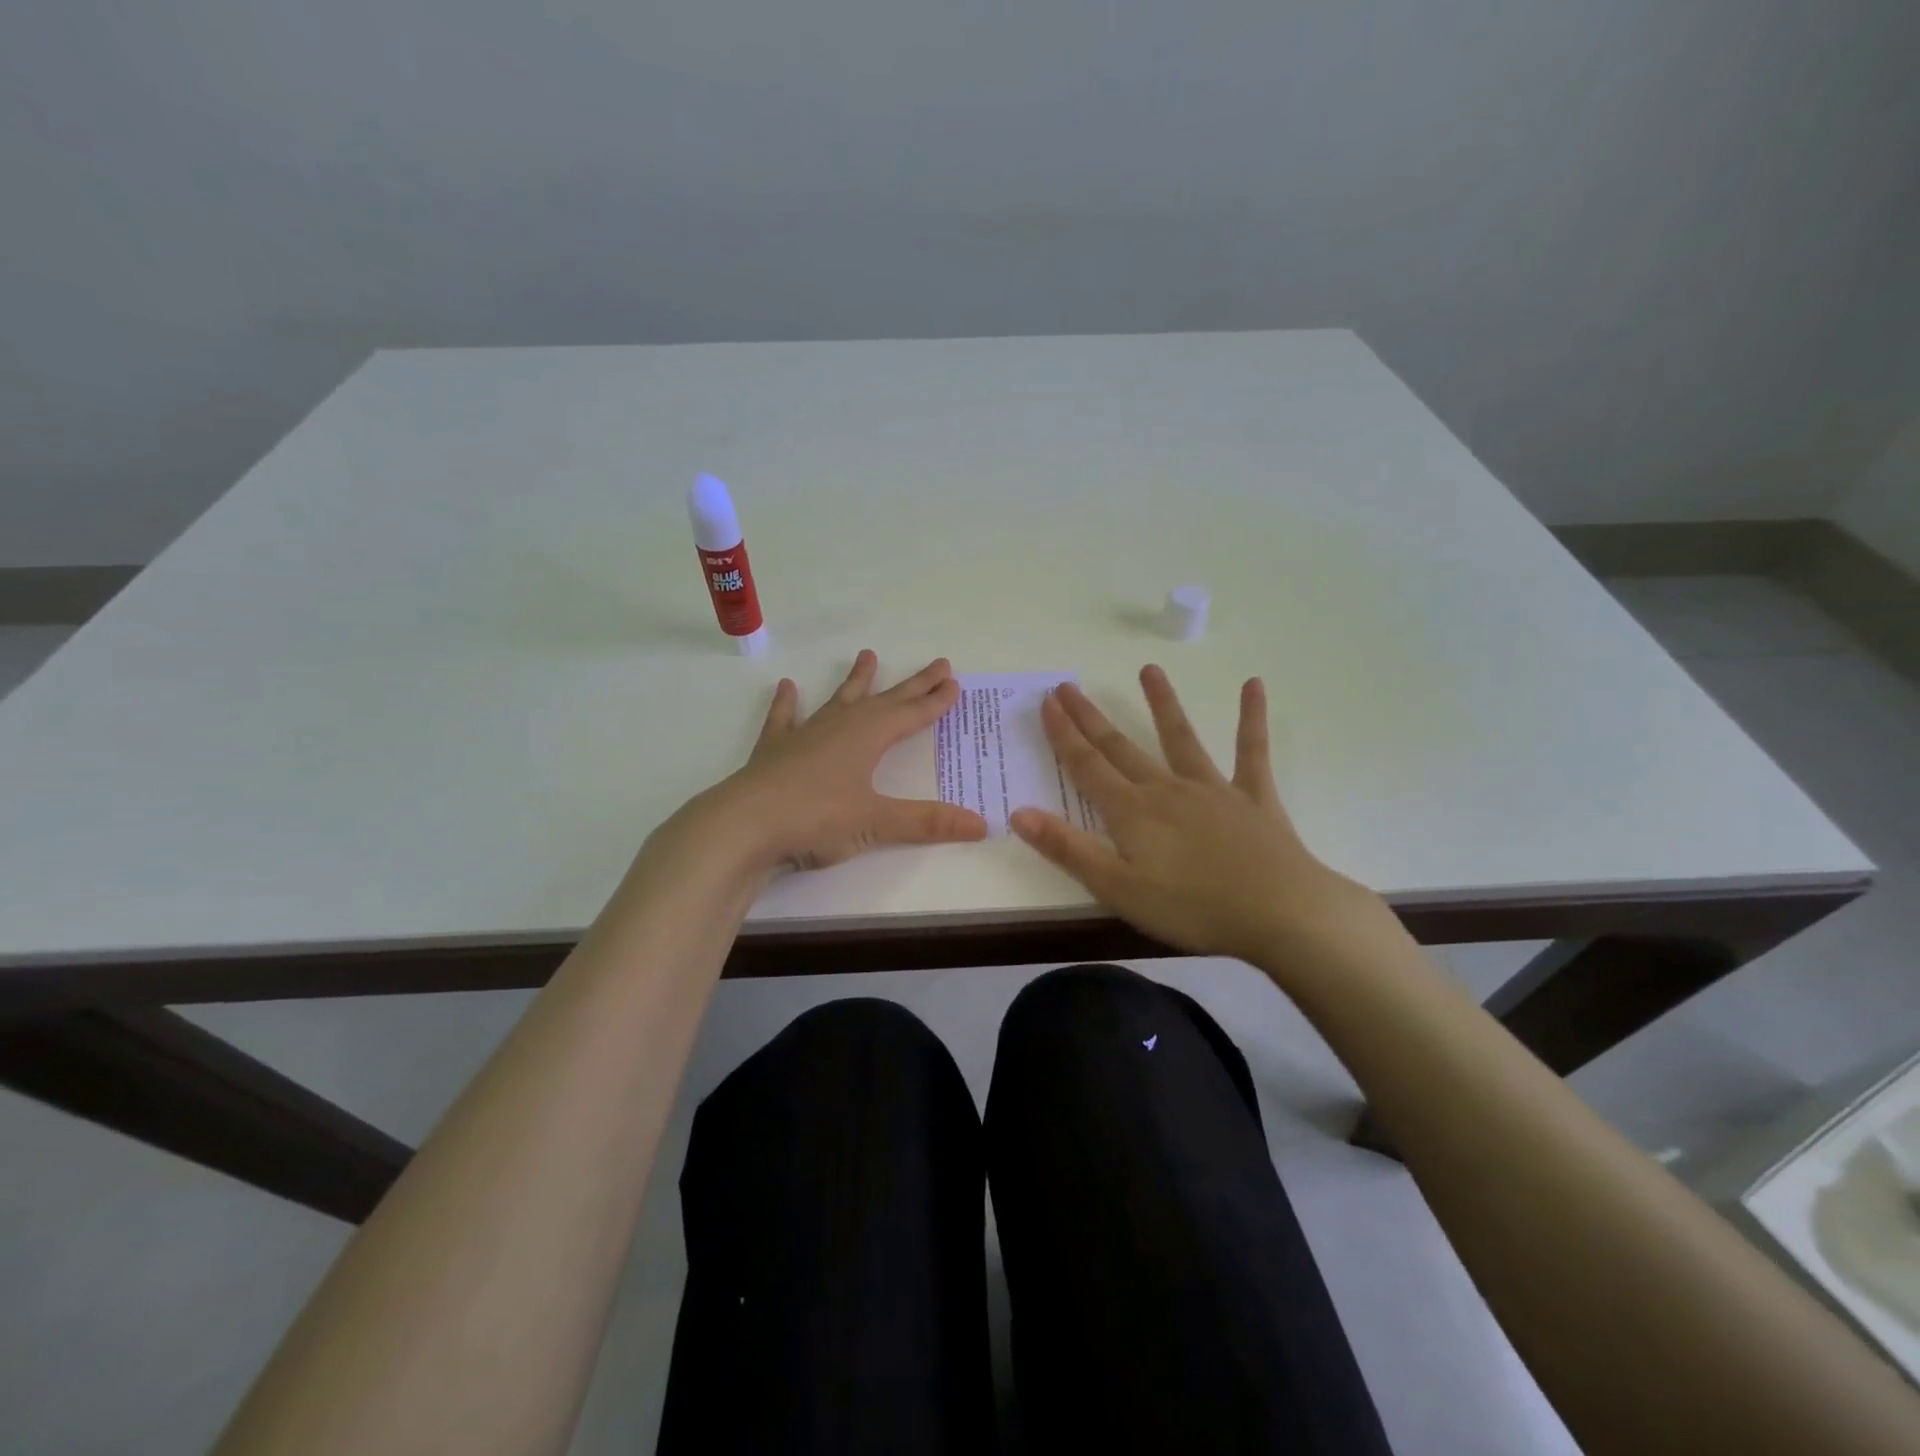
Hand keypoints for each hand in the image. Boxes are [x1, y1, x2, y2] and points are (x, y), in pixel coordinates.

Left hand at [665, 651, 987, 878]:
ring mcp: (805, 735)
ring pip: (838, 700)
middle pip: (885, 700)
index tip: (954, 683)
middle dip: (913, 685)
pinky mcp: (775, 751)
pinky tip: (787, 687)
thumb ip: (928, 822)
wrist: (744, 825)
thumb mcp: (877, 823)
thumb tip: (983, 824)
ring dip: (856, 681)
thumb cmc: (816, 819)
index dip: (935, 700)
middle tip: (937, 663)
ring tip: (867, 654)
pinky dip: (787, 704)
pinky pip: (784, 719)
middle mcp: (840, 726)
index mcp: (868, 737)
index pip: (912, 714)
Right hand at [1010, 666, 1384, 962]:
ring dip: (1163, 703)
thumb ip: (1068, 849)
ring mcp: (1212, 789)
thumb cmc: (1192, 908)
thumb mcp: (1118, 888)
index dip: (1064, 735)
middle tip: (1068, 686)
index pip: (1087, 766)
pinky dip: (1251, 718)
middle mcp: (1166, 789)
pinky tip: (1254, 685)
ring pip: (1180, 738)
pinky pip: (1251, 751)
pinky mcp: (1253, 797)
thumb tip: (1019, 812)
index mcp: (1132, 813)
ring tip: (1149, 669)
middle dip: (1091, 718)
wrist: (1279, 912)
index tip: (1048, 702)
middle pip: (1121, 747)